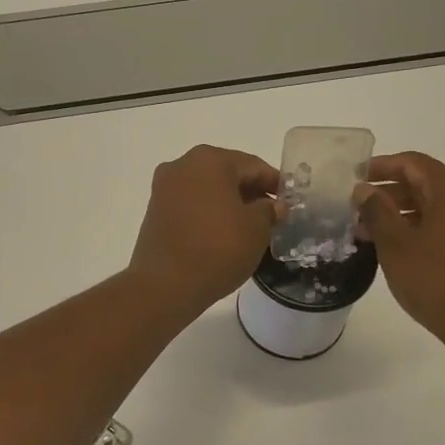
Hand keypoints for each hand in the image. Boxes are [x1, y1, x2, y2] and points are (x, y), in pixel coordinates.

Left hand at [127, 145, 280, 315]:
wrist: (166, 285)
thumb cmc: (218, 248)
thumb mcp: (257, 229)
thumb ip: (270, 210)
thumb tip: (273, 205)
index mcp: (209, 160)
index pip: (252, 165)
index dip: (274, 183)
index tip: (289, 201)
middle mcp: (182, 165)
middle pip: (227, 174)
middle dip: (251, 192)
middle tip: (272, 215)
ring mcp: (164, 188)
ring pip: (207, 189)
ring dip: (229, 203)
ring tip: (249, 227)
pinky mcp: (154, 211)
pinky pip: (190, 205)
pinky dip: (208, 213)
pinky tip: (222, 234)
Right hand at [354, 152, 444, 375]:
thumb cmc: (438, 283)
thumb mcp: (396, 246)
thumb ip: (377, 211)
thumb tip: (364, 189)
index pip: (413, 163)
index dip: (381, 167)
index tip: (354, 178)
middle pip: (428, 183)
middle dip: (391, 194)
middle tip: (358, 212)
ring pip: (441, 206)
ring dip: (406, 214)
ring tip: (374, 235)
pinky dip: (427, 228)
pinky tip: (405, 250)